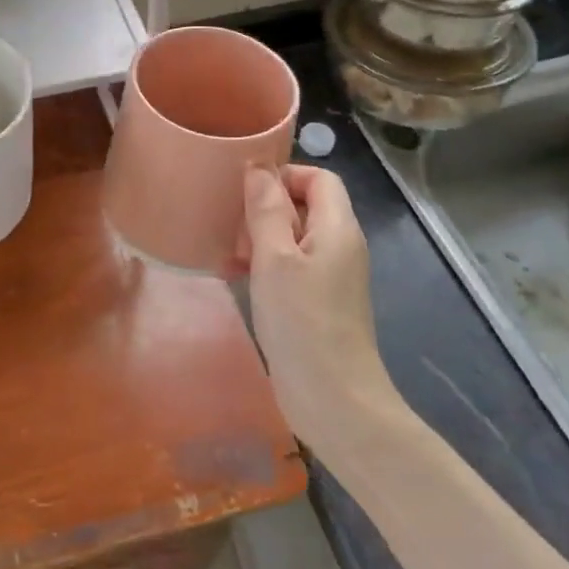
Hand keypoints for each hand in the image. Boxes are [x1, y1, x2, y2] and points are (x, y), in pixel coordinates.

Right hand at [243, 165, 403, 465]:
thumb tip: (258, 168)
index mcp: (338, 228)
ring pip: (293, 238)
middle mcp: (340, 246)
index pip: (318, 177)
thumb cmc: (302, 321)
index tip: (246, 193)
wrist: (335, 401)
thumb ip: (266, 209)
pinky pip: (290, 267)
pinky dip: (264, 266)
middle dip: (265, 209)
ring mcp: (330, 277)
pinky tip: (234, 279)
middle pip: (304, 205)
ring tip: (227, 255)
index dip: (283, 175)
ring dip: (259, 239)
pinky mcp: (318, 303)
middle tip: (232, 228)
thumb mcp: (275, 258)